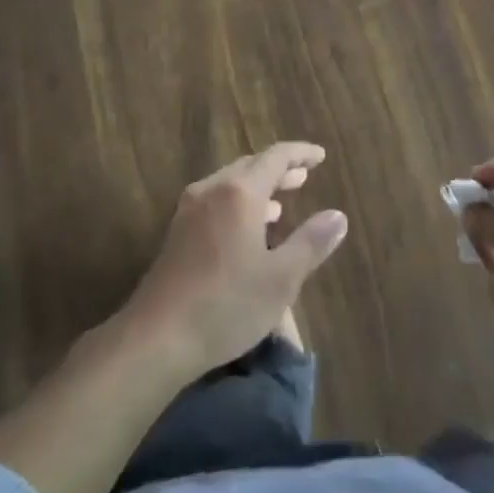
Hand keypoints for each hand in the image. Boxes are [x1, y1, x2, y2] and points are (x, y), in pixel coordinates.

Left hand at [119, 142, 348, 380]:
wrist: (155, 338)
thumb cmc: (226, 304)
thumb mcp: (281, 279)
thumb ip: (311, 243)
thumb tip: (338, 216)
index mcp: (239, 192)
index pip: (275, 157)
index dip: (300, 154)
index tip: (320, 156)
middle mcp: (212, 191)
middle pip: (250, 167)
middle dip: (279, 170)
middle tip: (303, 176)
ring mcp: (190, 212)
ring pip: (230, 185)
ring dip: (258, 189)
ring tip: (281, 203)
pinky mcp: (177, 235)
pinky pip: (216, 203)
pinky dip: (239, 205)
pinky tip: (248, 231)